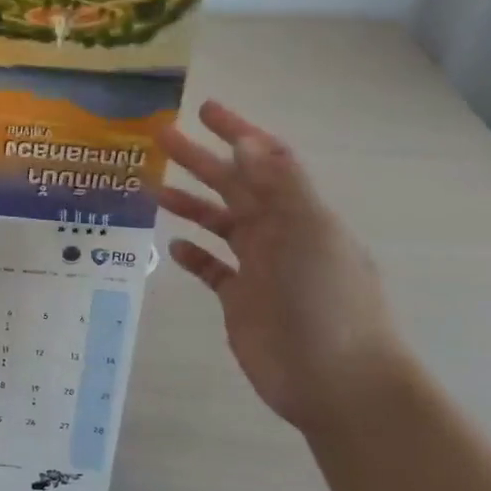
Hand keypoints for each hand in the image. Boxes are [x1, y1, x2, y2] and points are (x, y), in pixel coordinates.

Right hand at [157, 100, 403, 431]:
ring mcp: (259, 267)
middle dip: (199, 159)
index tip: (204, 110)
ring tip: (154, 189)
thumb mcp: (308, 232)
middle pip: (233, 186)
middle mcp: (278, 233)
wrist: (335, 380)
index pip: (264, 160)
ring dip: (190, 203)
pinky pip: (212, 269)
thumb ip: (278, 184)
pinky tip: (174, 247)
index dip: (237, 132)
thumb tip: (244, 141)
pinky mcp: (241, 300)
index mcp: (297, 212)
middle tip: (161, 137)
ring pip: (218, 223)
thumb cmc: (325, 300)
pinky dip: (194, 255)